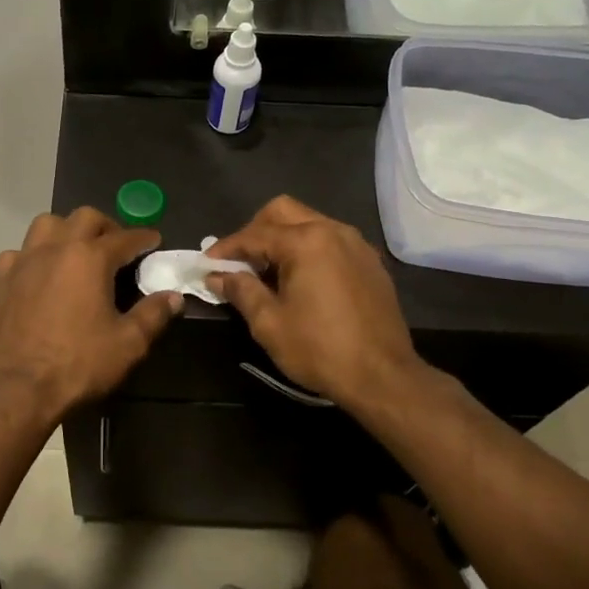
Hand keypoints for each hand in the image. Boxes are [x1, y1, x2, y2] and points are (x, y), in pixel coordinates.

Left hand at [0, 208, 181, 421]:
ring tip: (76, 252)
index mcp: (89, 258)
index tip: (154, 241)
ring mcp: (22, 262)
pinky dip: (33, 256)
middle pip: (84, 218)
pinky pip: (18, 254)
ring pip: (46, 225)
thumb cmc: (78, 365)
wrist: (17, 390)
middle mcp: (55, 248)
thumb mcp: (128, 344)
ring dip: (66, 231)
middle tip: (117, 247)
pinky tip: (38, 275)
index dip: (143, 238)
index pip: (125, 237)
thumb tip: (173, 297)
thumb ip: (153, 315)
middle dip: (106, 226)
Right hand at [206, 196, 422, 409]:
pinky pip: (331, 241)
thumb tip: (217, 276)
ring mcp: (356, 244)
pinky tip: (300, 279)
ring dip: (283, 238)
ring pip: (309, 222)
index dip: (226, 249)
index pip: (254, 235)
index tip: (205, 263)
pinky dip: (308, 249)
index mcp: (306, 241)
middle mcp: (333, 231)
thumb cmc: (319, 349)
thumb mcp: (269, 323)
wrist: (383, 377)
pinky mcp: (370, 262)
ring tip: (267, 271)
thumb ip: (241, 290)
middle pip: (283, 212)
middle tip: (239, 261)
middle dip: (255, 231)